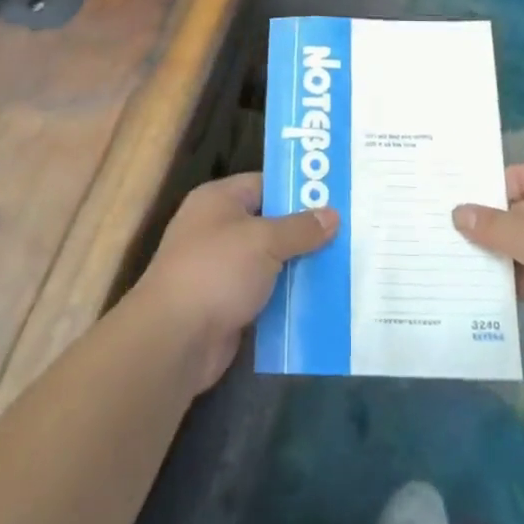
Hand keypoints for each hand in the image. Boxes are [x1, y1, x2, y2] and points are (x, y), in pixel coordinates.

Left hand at [133, 174, 337, 392]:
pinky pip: (266, 294)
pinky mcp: (228, 305)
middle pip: (270, 224)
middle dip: (306, 232)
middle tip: (350, 233)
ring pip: (271, 262)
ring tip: (345, 266)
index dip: (298, 190)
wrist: (174, 339)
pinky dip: (288, 298)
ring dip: (301, 267)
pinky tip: (322, 300)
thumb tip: (332, 215)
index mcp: (218, 200)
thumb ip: (300, 228)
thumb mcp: (264, 241)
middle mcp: (217, 229)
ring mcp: (221, 269)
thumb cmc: (216, 271)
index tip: (336, 197)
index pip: (265, 183)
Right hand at [454, 163, 523, 391]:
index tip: (448, 198)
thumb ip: (496, 226)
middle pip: (517, 212)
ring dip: (492, 255)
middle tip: (438, 230)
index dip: (486, 187)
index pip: (519, 176)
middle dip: (483, 223)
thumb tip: (458, 212)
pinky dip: (507, 281)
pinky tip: (474, 288)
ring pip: (520, 246)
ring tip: (446, 259)